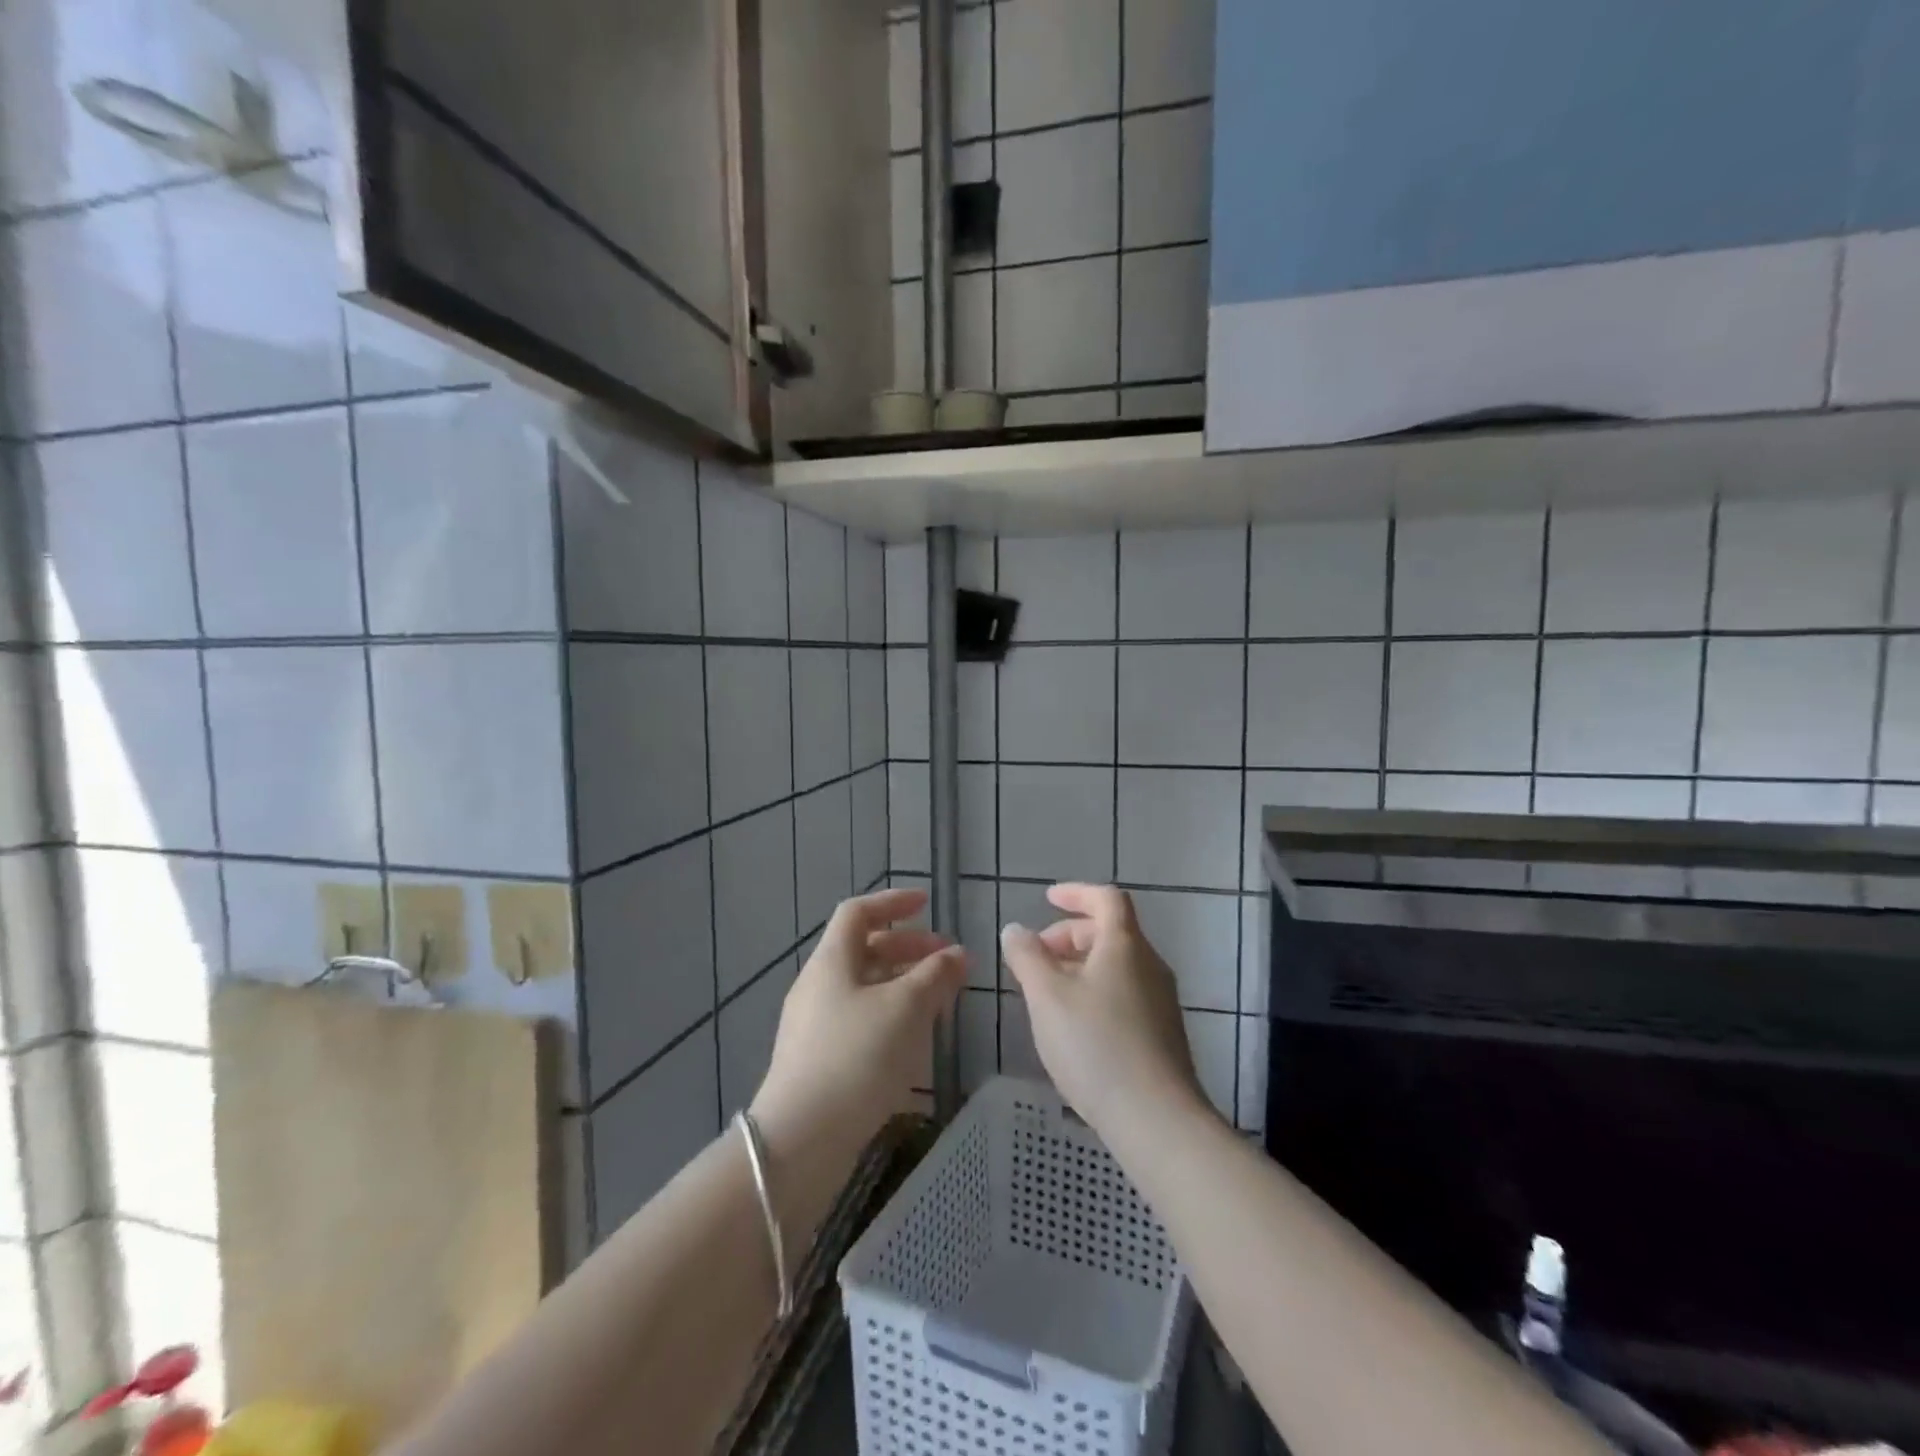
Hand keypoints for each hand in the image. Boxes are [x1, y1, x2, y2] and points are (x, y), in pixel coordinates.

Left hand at [751, 888, 964, 1160]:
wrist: (801, 1140)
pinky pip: (860, 1019)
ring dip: (903, 984)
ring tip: (940, 1000)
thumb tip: (959, 953)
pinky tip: (915, 1039)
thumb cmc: (857, 1056)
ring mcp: (815, 1024)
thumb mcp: (905, 1008)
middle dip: (908, 948)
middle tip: (947, 960)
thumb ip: (935, 976)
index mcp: (831, 961)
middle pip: (864, 949)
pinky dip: (891, 1015)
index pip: (858, 912)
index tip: (927, 904)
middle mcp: (818, 985)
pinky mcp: (819, 1059)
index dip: (893, 902)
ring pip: (865, 987)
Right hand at [1000, 883, 1204, 1138]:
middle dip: (1069, 936)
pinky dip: (1095, 993)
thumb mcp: (1047, 997)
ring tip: (1047, 995)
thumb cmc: (1096, 1045)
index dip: (1076, 893)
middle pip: (1110, 932)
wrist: (1157, 1119)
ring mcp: (1160, 1002)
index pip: (1106, 898)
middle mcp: (1149, 965)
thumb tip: (1015, 930)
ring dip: (1079, 967)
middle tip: (1036, 958)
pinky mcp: (1162, 1035)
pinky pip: (1124, 994)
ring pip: (1116, 966)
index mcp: (1125, 945)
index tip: (1046, 900)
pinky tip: (1074, 1028)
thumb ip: (1027, 957)